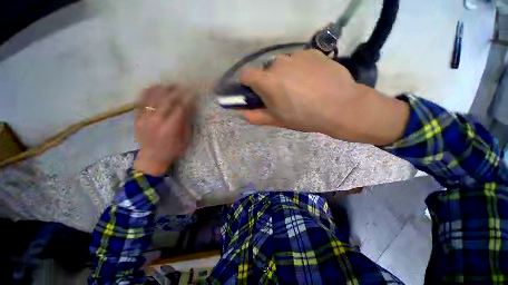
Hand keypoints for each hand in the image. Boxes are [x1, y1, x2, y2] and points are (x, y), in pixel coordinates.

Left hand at [133, 84, 195, 175]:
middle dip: (176, 90)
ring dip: (162, 88)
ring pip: (152, 97)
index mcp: (170, 129)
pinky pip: (140, 100)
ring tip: (170, 85)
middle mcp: (156, 121)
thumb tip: (191, 107)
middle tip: (183, 85)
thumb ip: (186, 122)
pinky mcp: (136, 118)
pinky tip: (156, 87)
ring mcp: (144, 118)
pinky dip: (148, 91)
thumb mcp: (185, 139)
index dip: (187, 98)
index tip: (193, 93)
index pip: (180, 107)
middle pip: (166, 99)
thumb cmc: (172, 150)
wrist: (152, 158)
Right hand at [239, 49, 408, 144]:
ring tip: (299, 89)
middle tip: (282, 96)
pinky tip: (312, 80)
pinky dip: (299, 69)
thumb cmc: (304, 117)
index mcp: (267, 81)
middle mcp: (278, 63)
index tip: (256, 94)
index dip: (248, 85)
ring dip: (284, 75)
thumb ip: (255, 116)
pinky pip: (298, 60)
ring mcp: (296, 55)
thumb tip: (241, 113)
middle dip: (269, 83)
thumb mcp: (277, 120)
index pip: (246, 75)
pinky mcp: (312, 52)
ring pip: (282, 65)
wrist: (341, 107)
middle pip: (265, 71)